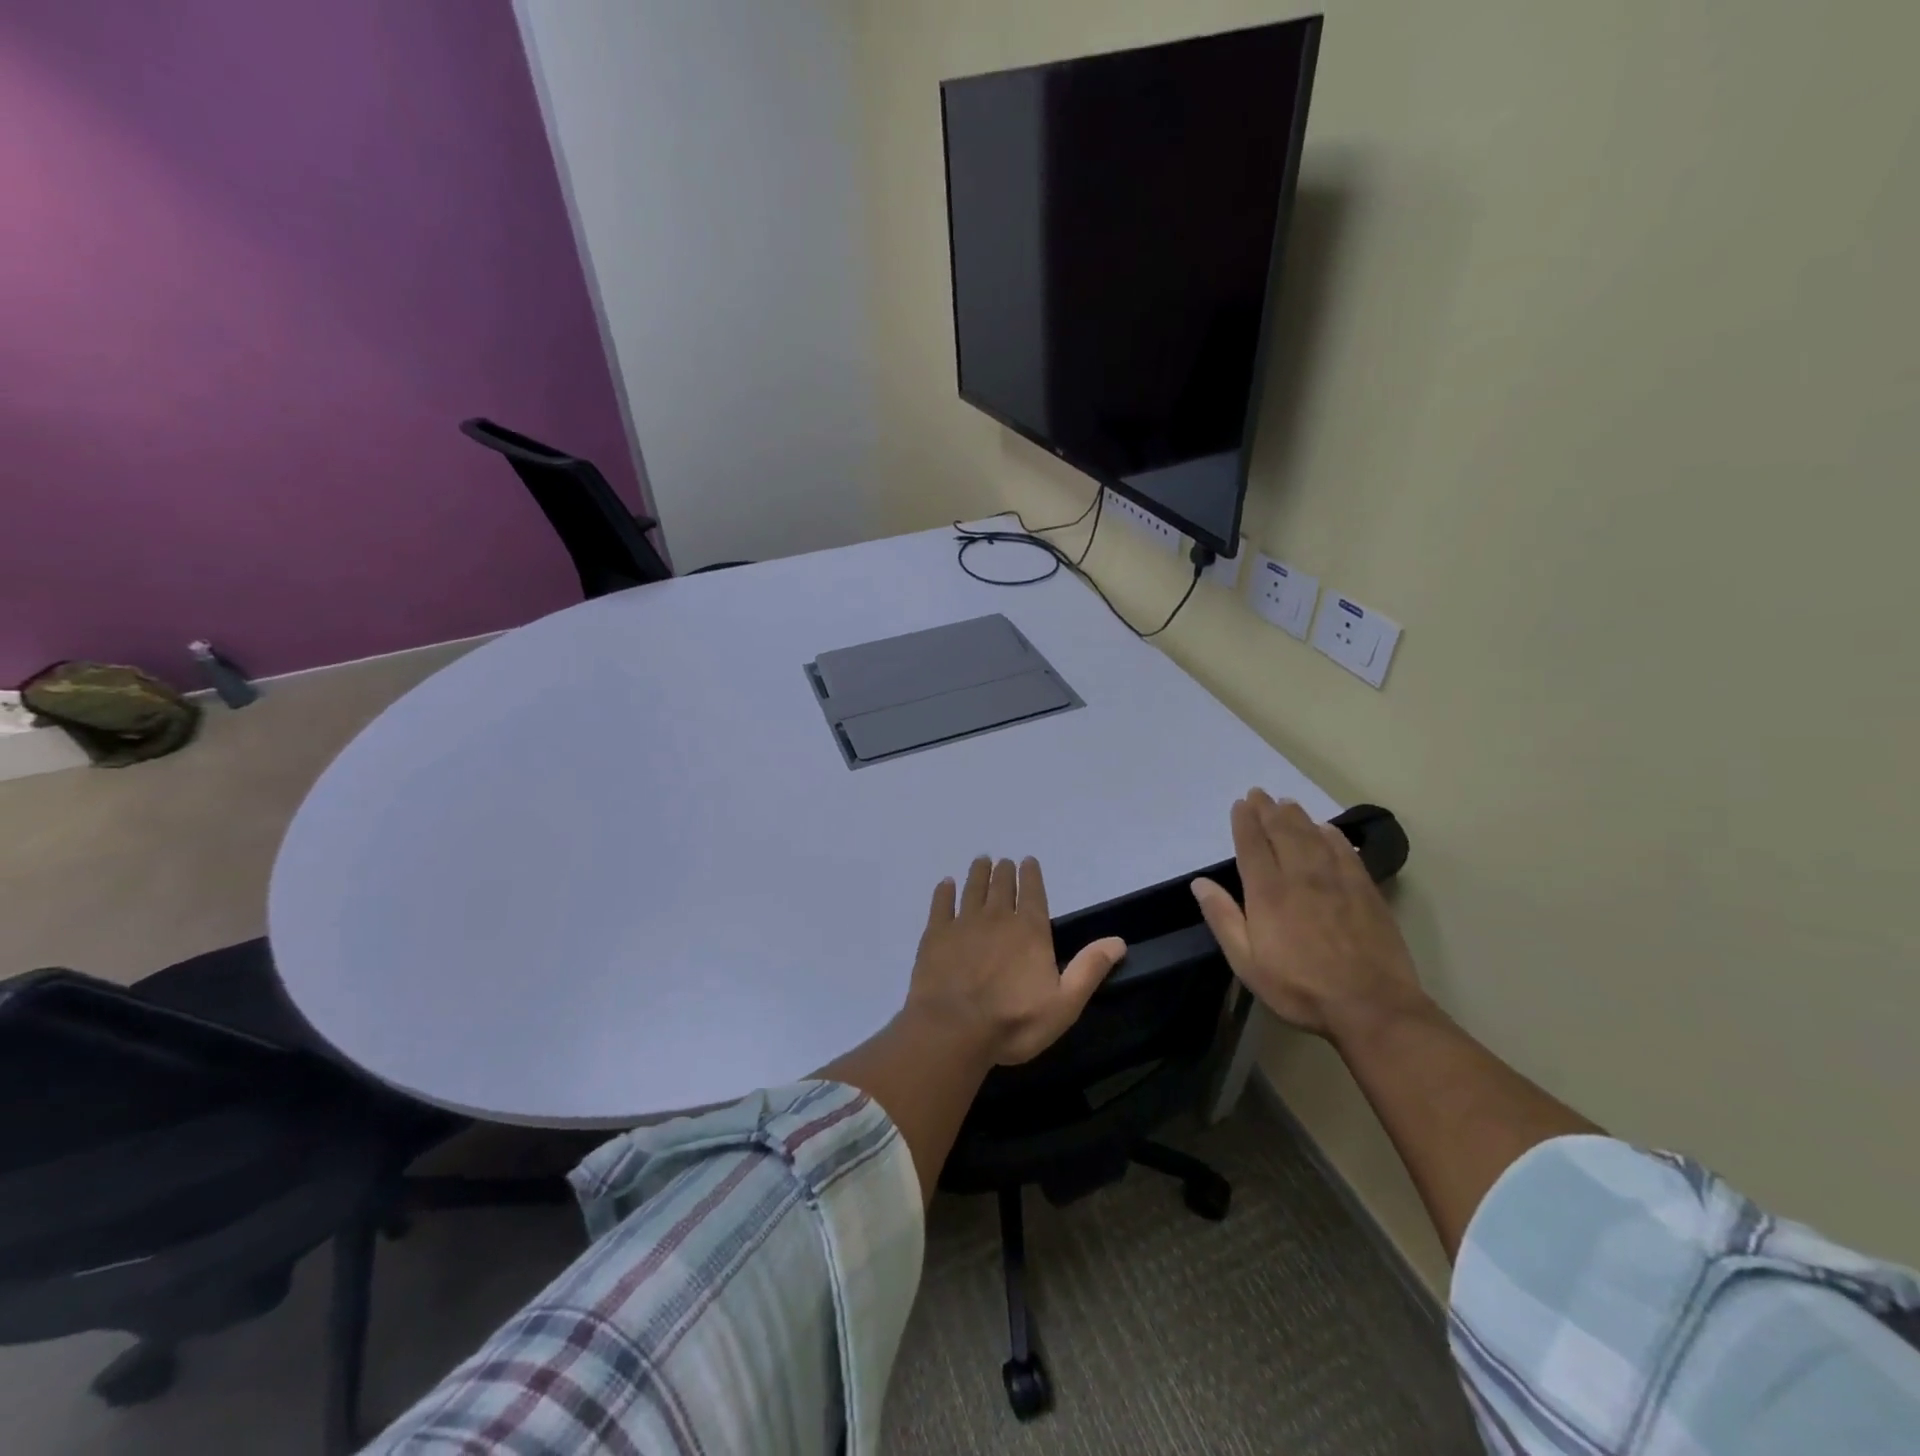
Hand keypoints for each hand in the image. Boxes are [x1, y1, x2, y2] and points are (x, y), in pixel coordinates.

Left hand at [905, 856, 1126, 1066]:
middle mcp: (997, 917)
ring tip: (981, 861)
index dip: (1031, 875)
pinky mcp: (935, 935)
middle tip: (1003, 862)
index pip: (1033, 892)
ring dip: (978, 873)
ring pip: (973, 889)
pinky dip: (944, 892)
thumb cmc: (1014, 1021)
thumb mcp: (1064, 1004)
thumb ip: (1089, 969)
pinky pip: (941, 904)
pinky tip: (945, 884)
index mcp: (1030, 930)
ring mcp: (963, 923)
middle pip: (1001, 886)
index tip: (1027, 861)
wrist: (953, 1029)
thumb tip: (1118, 941)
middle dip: (1004, 872)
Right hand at [1191, 790, 1427, 1040]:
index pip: (1253, 846)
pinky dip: (1333, 836)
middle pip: (1283, 833)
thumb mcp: (1247, 962)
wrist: (1371, 1006)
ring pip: (1313, 836)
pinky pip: (1345, 852)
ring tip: (1286, 803)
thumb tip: (1200, 883)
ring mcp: (1337, 881)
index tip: (1240, 804)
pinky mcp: (1365, 891)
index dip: (1245, 822)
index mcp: (1268, 893)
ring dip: (1297, 816)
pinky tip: (1327, 829)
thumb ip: (1223, 918)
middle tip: (1260, 793)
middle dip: (1268, 810)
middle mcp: (1301, 876)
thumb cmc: (1299, 987)